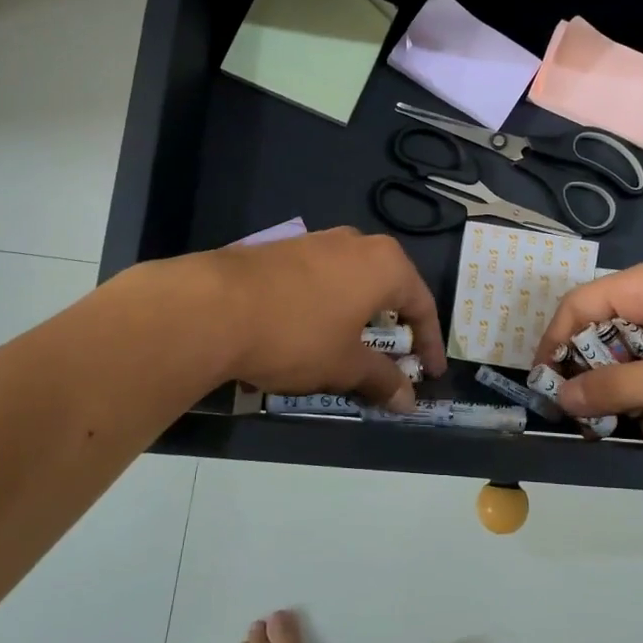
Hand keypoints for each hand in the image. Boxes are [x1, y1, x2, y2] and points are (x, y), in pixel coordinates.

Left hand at [202, 228, 446, 411]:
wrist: (213, 307)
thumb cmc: (297, 335)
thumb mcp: (345, 364)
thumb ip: (382, 380)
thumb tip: (408, 401)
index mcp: (385, 264)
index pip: (422, 305)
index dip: (429, 344)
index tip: (429, 374)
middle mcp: (356, 243)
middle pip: (388, 287)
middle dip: (393, 326)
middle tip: (394, 360)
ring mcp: (316, 241)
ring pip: (352, 281)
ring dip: (358, 316)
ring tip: (351, 349)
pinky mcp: (281, 249)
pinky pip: (320, 279)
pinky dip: (327, 306)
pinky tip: (309, 331)